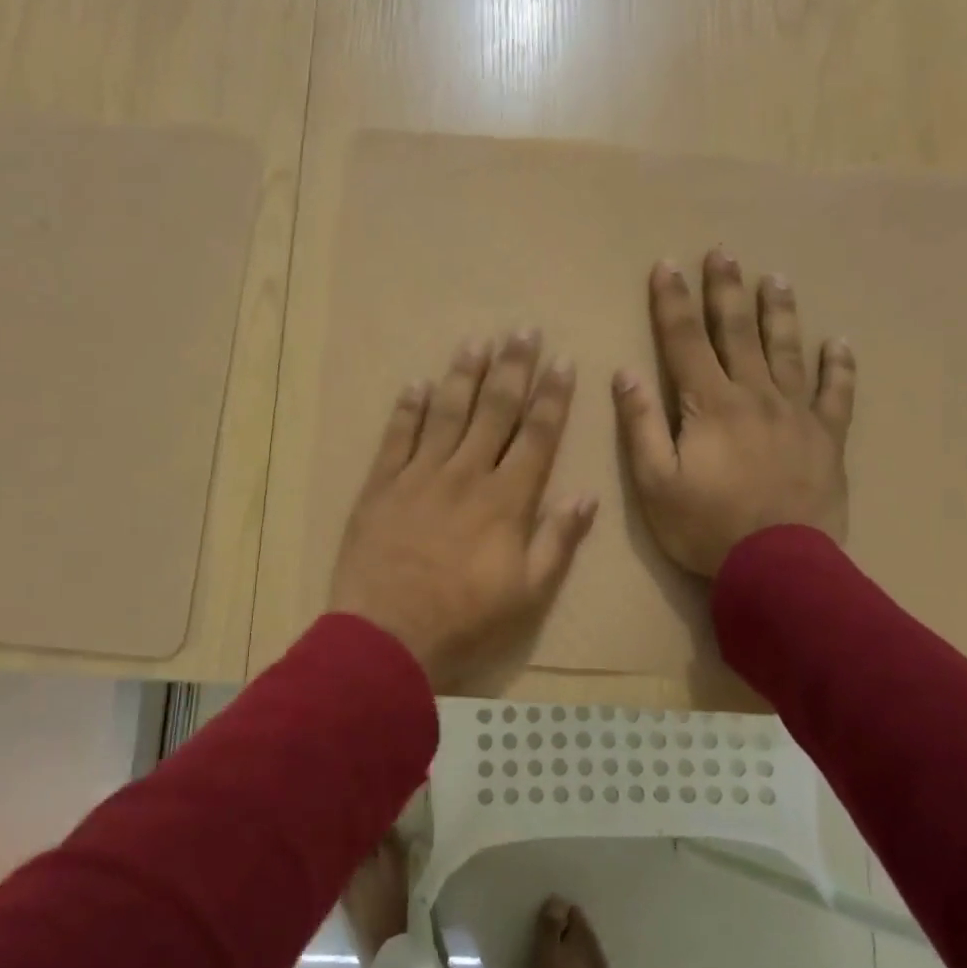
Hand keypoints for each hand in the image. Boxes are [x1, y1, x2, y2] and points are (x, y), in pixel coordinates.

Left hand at [329, 331, 597, 692]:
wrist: (386, 637)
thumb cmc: (464, 622)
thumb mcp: (528, 595)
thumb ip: (558, 541)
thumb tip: (586, 495)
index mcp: (506, 501)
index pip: (536, 435)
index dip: (552, 396)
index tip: (563, 362)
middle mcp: (465, 475)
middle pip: (493, 411)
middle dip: (512, 368)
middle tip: (523, 330)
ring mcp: (418, 476)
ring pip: (446, 413)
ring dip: (463, 375)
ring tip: (477, 342)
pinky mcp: (380, 485)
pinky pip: (396, 437)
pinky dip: (407, 408)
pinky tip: (416, 383)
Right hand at [613, 250, 855, 576]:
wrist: (780, 568)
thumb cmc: (706, 527)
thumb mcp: (655, 483)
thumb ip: (641, 425)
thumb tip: (625, 374)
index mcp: (710, 404)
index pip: (684, 341)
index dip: (673, 302)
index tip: (666, 265)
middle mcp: (755, 395)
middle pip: (737, 332)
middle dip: (725, 290)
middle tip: (723, 252)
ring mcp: (797, 413)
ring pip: (787, 350)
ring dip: (779, 312)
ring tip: (775, 278)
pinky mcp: (827, 437)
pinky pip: (836, 393)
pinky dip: (838, 365)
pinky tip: (839, 342)